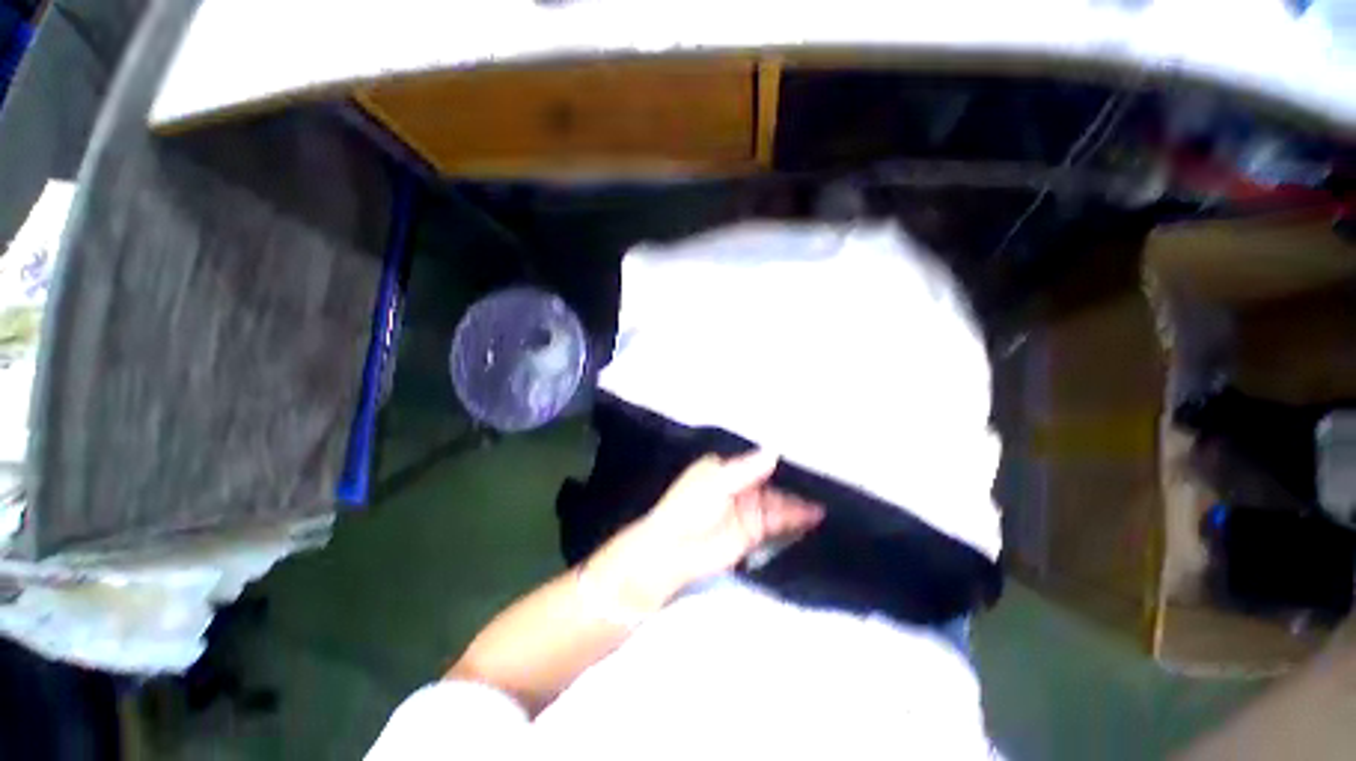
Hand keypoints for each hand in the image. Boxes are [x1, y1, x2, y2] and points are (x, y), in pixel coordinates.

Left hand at [584, 451, 823, 614]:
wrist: (674, 553)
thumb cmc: (690, 508)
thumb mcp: (717, 482)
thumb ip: (747, 469)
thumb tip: (775, 451)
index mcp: (727, 467)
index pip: (758, 459)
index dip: (781, 457)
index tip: (809, 452)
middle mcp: (740, 484)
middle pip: (773, 479)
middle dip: (796, 479)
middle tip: (829, 475)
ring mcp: (748, 508)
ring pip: (780, 500)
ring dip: (801, 499)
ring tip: (831, 495)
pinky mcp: (754, 531)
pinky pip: (779, 522)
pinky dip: (796, 518)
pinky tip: (816, 514)